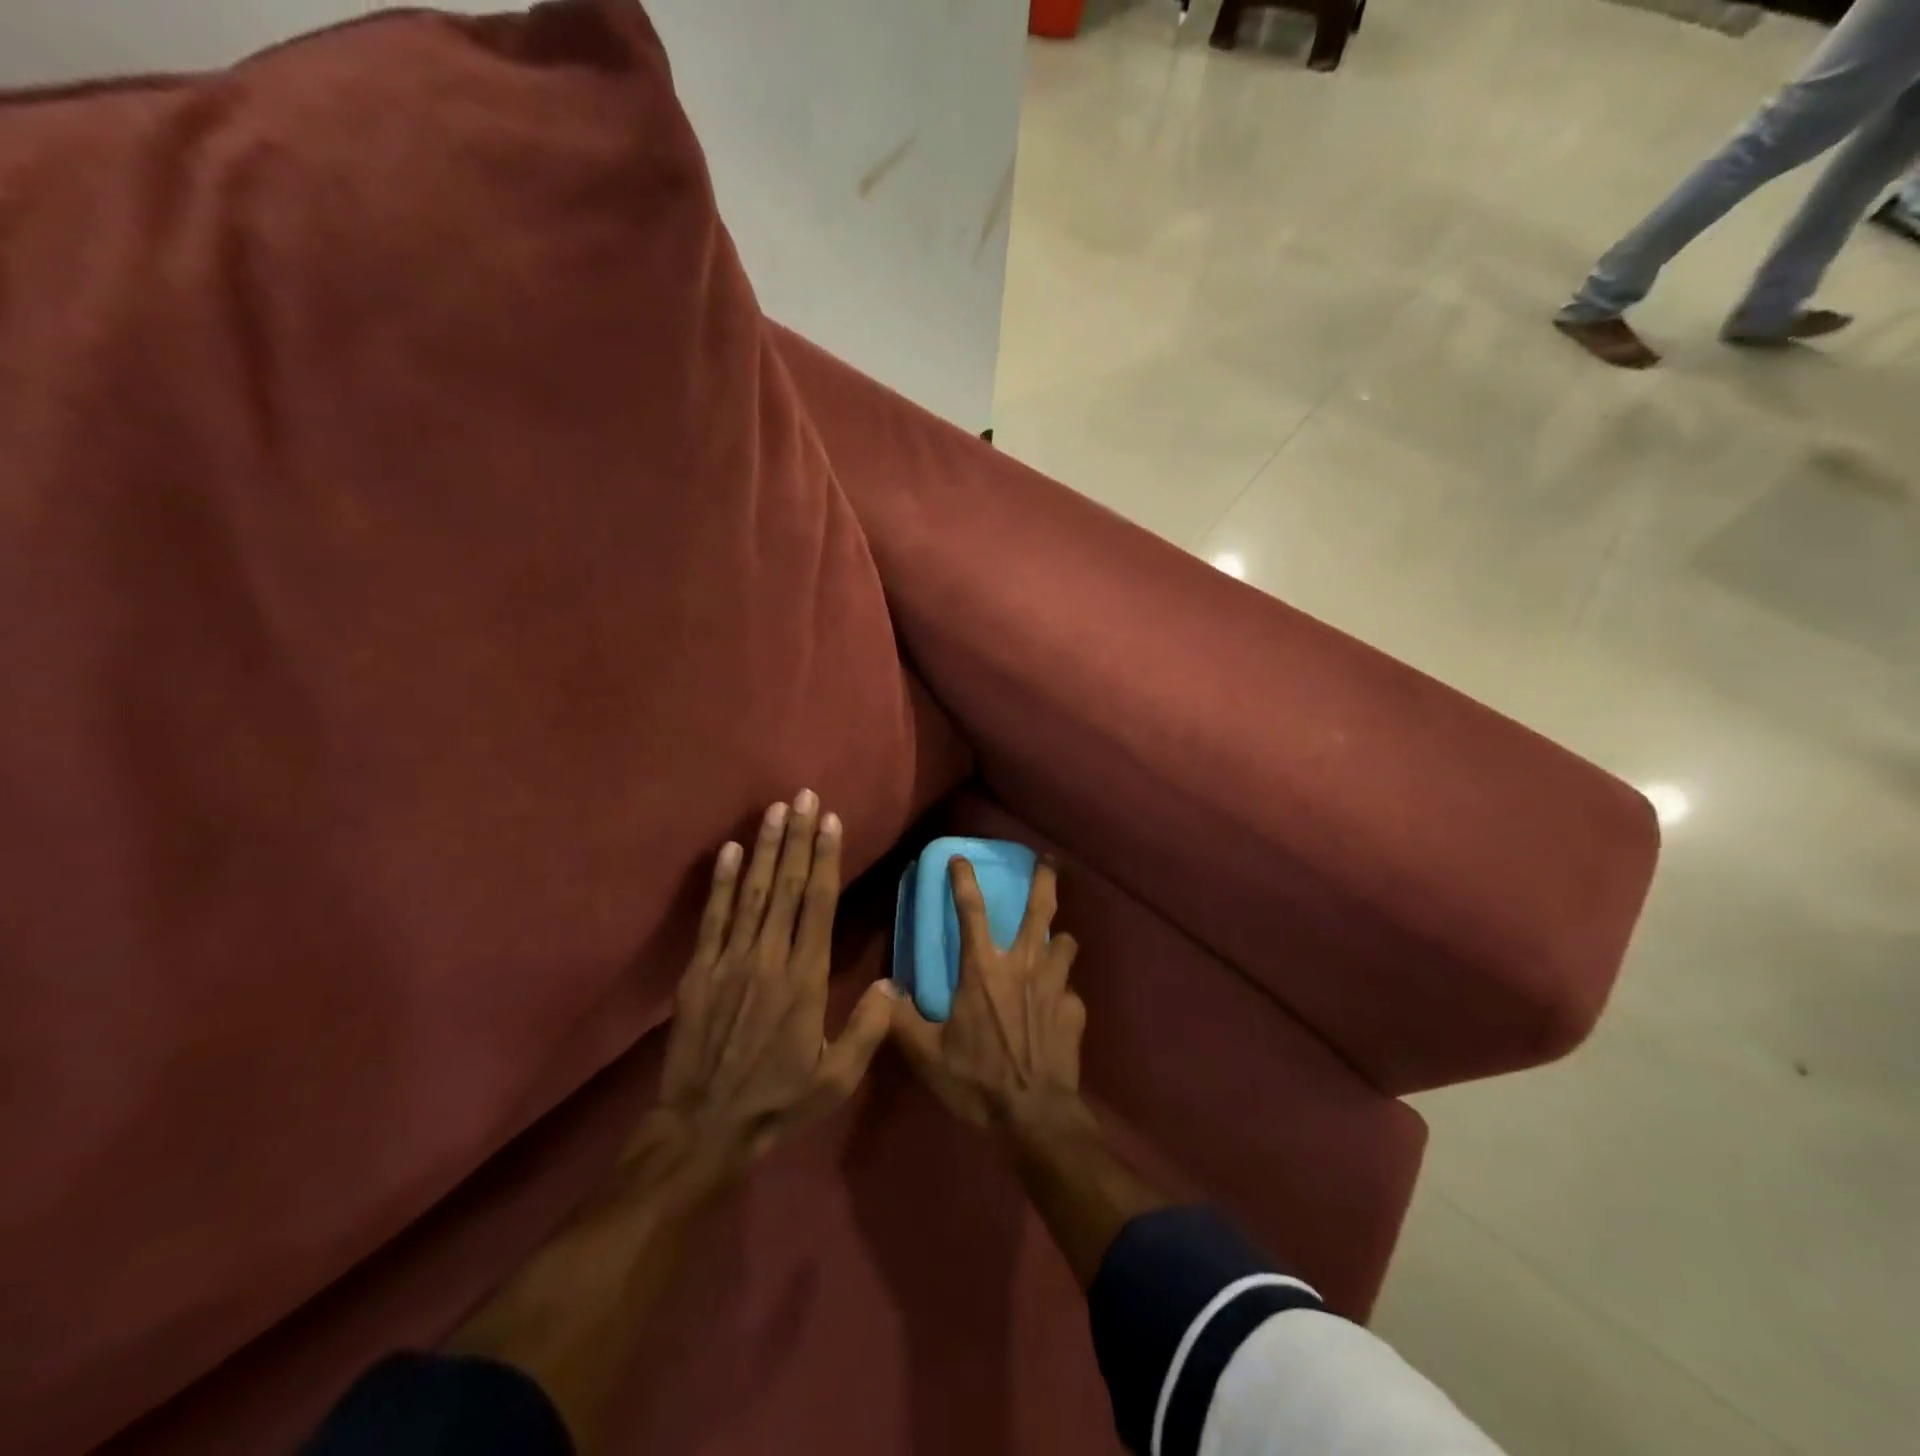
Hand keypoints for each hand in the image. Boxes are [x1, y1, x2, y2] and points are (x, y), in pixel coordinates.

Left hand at [652, 792, 894, 1179]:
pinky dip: (720, 882)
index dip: (824, 858)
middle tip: (803, 796)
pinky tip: (728, 850)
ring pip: (751, 892)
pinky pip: (712, 918)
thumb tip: (893, 984)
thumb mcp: (835, 1078)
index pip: (818, 904)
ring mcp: (730, 961)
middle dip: (797, 837)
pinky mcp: (699, 971)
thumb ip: (867, 1029)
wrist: (702, 1128)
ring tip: (774, 810)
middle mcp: (769, 958)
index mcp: (805, 979)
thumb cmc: (777, 1101)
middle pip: (785, 886)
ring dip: (763, 848)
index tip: (830, 821)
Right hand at [890, 855, 1087, 1137]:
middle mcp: (1023, 966)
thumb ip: (901, 1020)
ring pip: (1065, 942)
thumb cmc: (977, 1081)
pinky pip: (1070, 990)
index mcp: (983, 970)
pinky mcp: (1075, 1011)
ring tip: (1055, 941)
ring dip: (1059, 939)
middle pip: (1040, 909)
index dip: (963, 879)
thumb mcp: (927, 1055)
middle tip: (1048, 862)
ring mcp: (1055, 986)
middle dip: (1045, 880)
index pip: (970, 910)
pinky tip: (1057, 1006)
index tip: (960, 857)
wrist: (1034, 1117)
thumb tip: (882, 991)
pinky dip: (1063, 992)